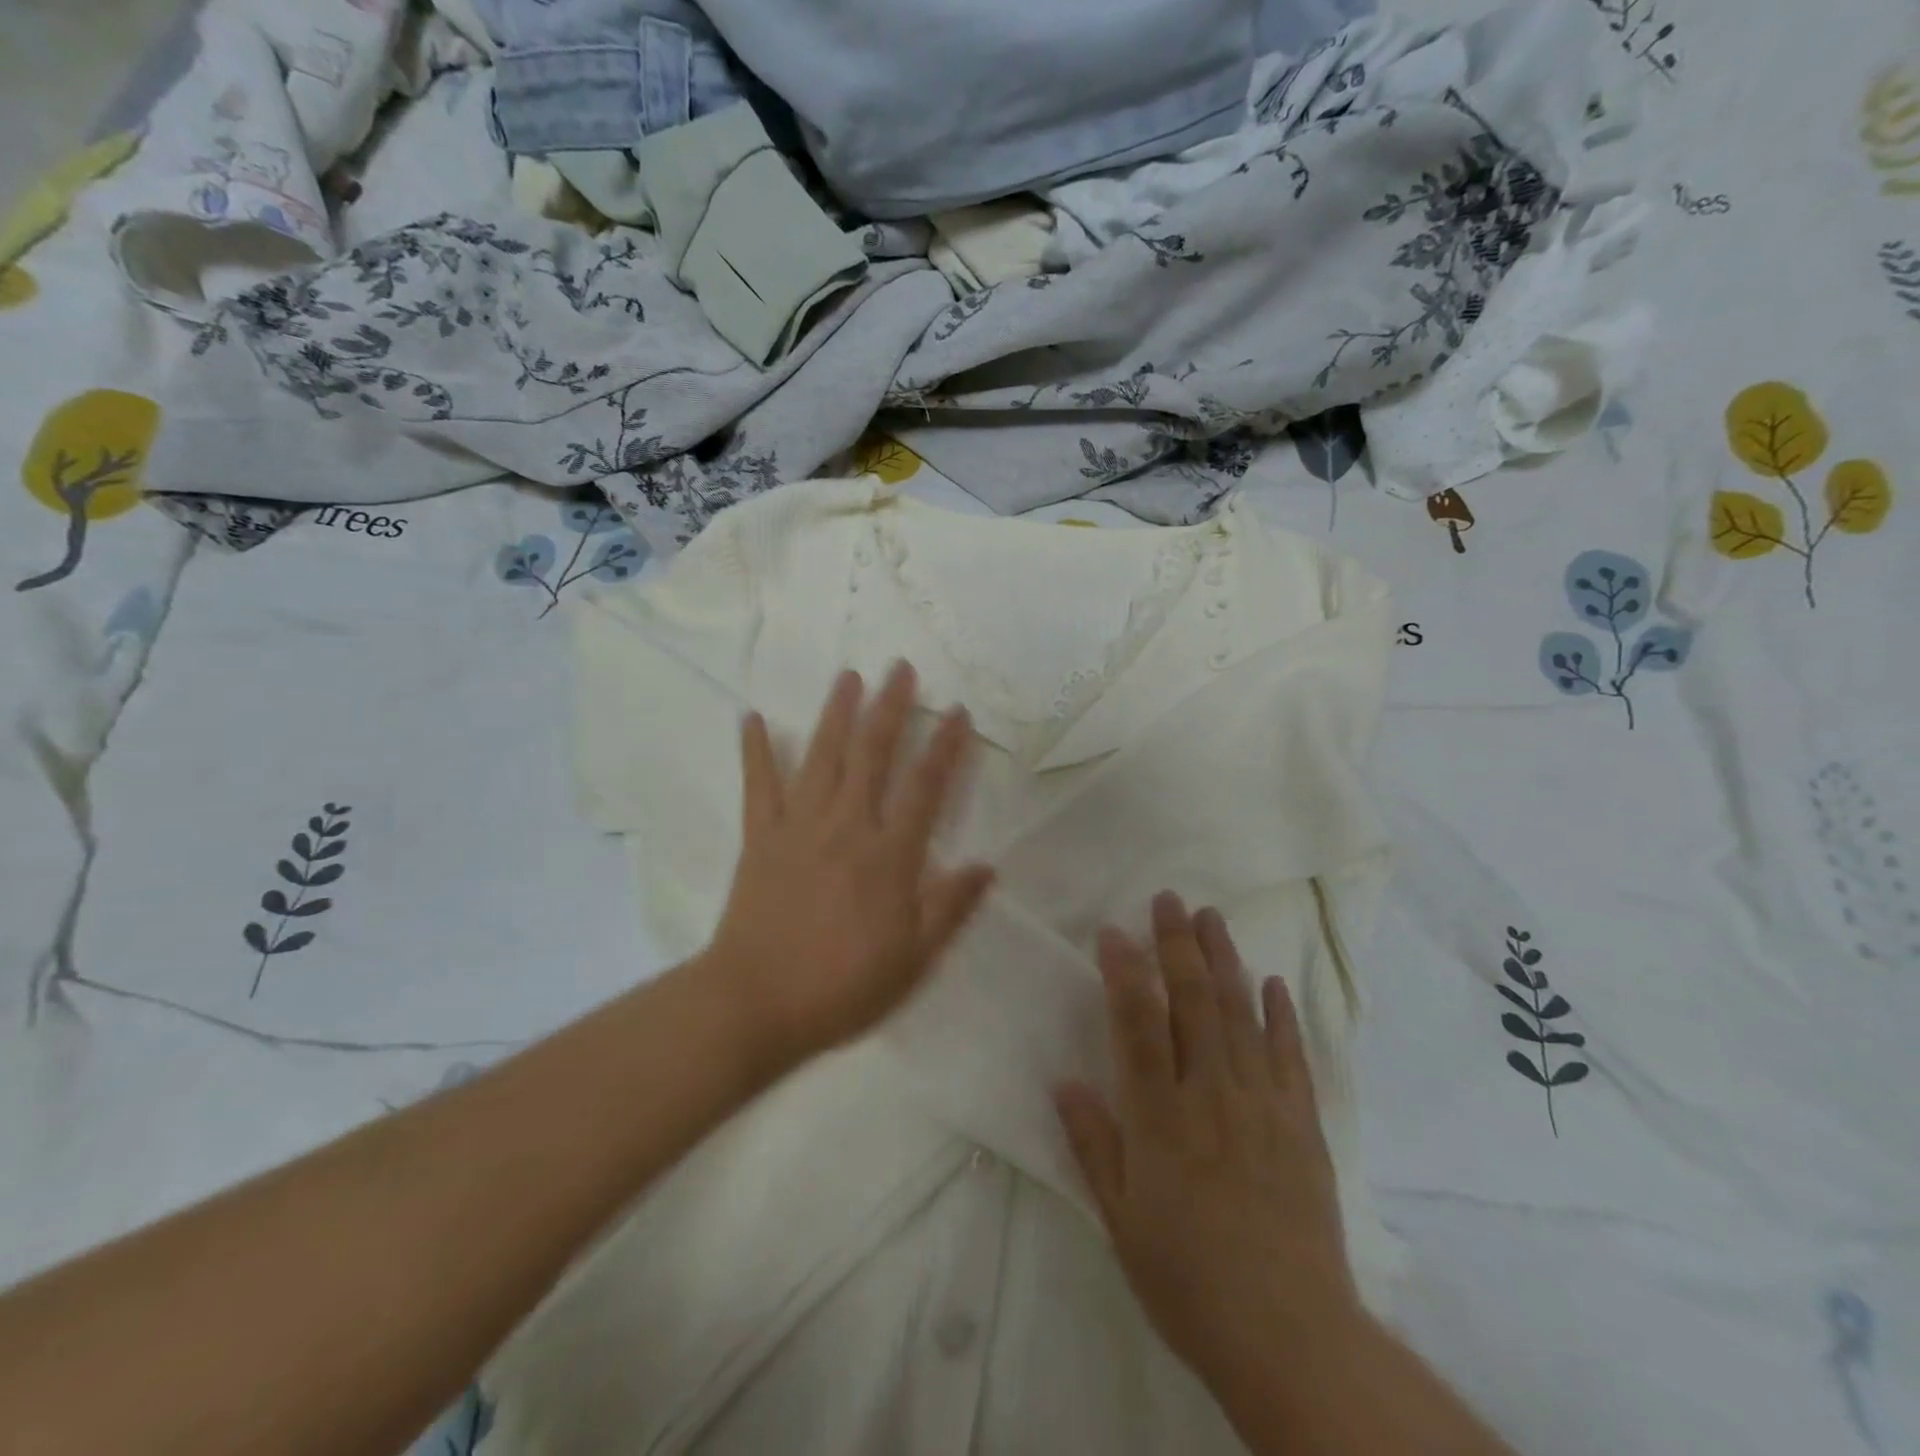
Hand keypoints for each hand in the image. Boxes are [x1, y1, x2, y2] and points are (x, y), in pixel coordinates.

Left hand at [705, 662, 995, 1067]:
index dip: (945, 746)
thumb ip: (950, 908)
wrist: (755, 1002)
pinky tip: (751, 717)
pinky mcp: (760, 837)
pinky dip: (755, 750)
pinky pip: (758, 785)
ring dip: (837, 713)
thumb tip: (986, 866)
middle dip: (890, 707)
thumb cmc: (841, 986)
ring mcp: (799, 826)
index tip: (957, 711)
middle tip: (900, 668)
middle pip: (872, 754)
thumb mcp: (913, 959)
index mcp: (889, 855)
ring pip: (822, 757)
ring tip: (849, 676)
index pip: (925, 787)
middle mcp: (847, 826)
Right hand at [1054, 892, 1361, 1390]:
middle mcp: (1211, 1096)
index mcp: (1160, 1119)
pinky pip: (1290, 1056)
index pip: (1137, 1026)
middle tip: (1168, 899)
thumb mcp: (1120, 1220)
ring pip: (1240, 1015)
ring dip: (1224, 961)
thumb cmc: (1188, 1280)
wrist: (1290, 1339)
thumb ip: (1093, 1144)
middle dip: (1177, 945)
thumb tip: (1065, 1081)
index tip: (1113, 931)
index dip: (1124, 973)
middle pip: (1193, 1004)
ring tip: (1212, 917)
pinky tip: (1273, 982)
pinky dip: (1281, 1015)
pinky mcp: (1301, 1124)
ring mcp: (1262, 1105)